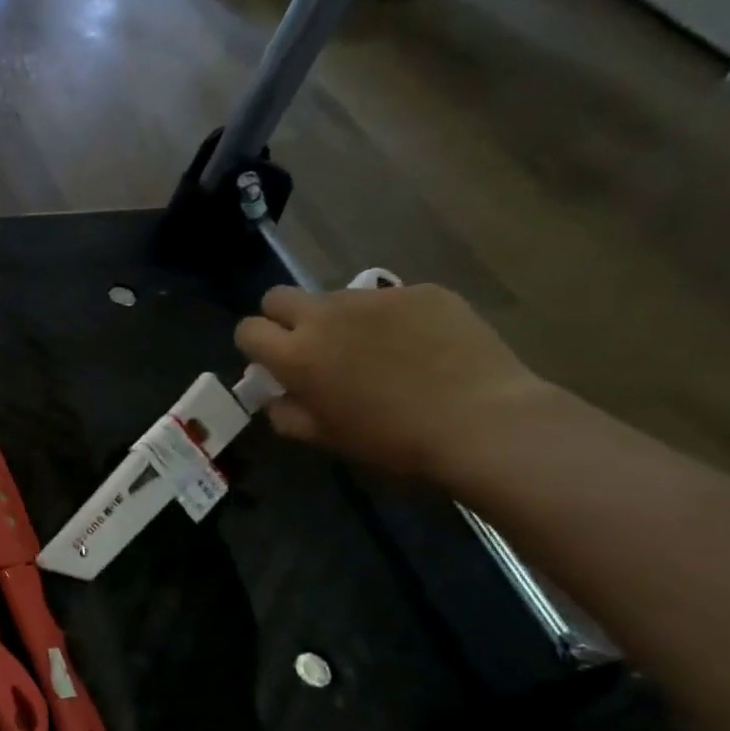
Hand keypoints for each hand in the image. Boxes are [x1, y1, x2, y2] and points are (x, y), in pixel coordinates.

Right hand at [234, 283, 555, 479]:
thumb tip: (276, 395)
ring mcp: (374, 299)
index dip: (255, 345)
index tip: (272, 363)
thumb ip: (285, 412)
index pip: (247, 329)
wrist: (482, 422)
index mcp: (295, 354)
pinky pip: (388, 300)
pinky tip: (418, 346)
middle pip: (279, 297)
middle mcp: (325, 316)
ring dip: (339, 319)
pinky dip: (390, 319)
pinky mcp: (421, 291)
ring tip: (374, 349)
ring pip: (335, 297)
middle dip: (283, 317)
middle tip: (310, 346)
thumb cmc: (391, 439)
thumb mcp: (323, 437)